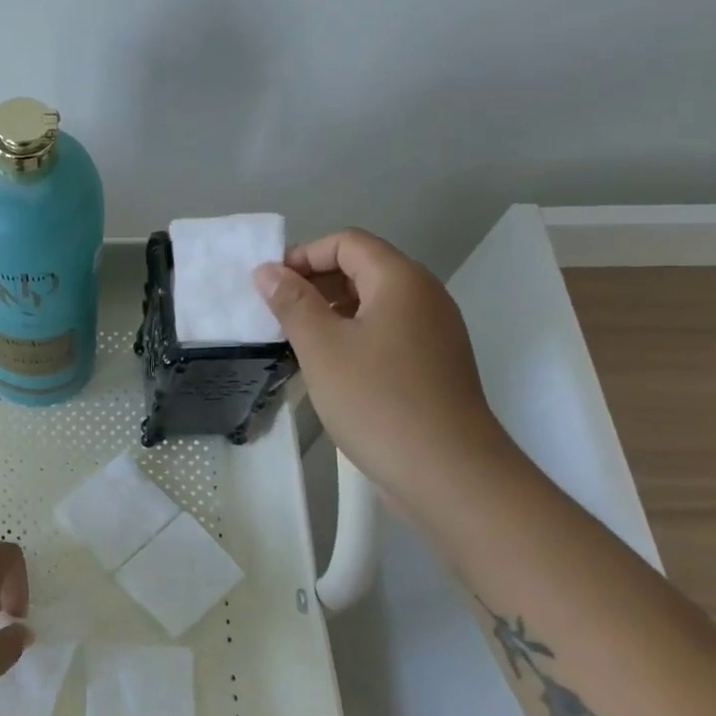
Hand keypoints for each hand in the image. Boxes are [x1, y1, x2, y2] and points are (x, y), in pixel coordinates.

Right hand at [254, 228, 513, 517]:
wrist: (447, 472)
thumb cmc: (378, 400)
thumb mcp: (322, 347)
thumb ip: (292, 303)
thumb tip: (268, 271)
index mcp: (401, 281)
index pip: (347, 242)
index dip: (304, 255)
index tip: (269, 286)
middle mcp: (423, 297)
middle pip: (362, 268)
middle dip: (314, 282)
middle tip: (275, 313)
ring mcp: (432, 333)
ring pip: (372, 304)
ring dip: (329, 311)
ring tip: (293, 340)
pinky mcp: (431, 366)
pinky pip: (384, 333)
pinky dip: (351, 336)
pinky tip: (326, 367)